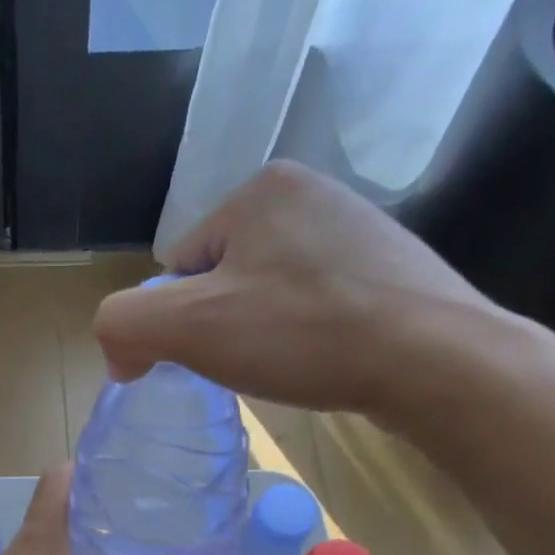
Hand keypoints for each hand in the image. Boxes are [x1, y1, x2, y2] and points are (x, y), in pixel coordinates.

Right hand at [93, 161, 508, 416]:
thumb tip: (120, 354)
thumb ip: (124, 325)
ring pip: (268, 293)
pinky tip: (323, 359)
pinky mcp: (387, 267)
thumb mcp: (188, 327)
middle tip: (252, 363)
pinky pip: (313, 303)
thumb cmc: (304, 334)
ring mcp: (356, 228)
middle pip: (223, 278)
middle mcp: (310, 193)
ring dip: (263, 333)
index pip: (180, 264)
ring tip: (290, 364)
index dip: (180, 320)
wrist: (434, 360)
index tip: (211, 354)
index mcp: (261, 189)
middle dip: (222, 325)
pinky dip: (305, 335)